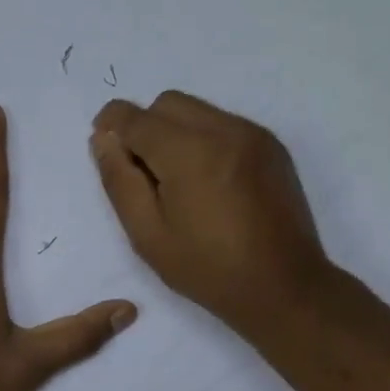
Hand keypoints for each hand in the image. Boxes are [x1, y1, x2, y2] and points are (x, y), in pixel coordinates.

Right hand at [91, 91, 334, 343]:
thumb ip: (119, 180)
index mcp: (188, 153)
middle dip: (145, 126)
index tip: (104, 144)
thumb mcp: (148, 234)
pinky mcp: (271, 144)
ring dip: (176, 130)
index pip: (135, 117)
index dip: (111, 125)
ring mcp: (252, 134)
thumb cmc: (209, 269)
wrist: (286, 287)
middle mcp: (223, 130)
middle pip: (167, 103)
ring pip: (197, 109)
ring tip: (179, 178)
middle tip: (144, 172)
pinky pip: (224, 122)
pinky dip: (205, 137)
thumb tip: (103, 139)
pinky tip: (209, 180)